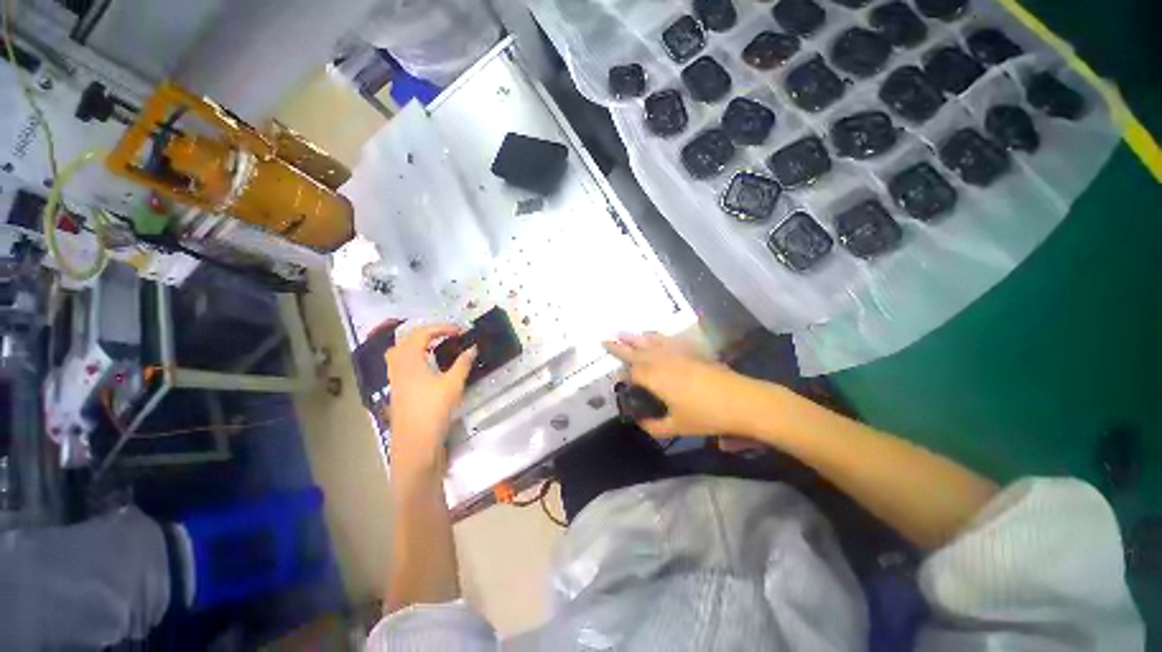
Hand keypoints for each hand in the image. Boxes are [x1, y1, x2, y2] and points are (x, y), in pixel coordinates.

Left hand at [386, 324, 476, 474]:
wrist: (415, 443)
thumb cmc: (434, 410)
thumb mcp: (453, 384)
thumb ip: (463, 363)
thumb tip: (473, 347)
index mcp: (410, 360)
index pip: (422, 333)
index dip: (441, 328)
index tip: (460, 331)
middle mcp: (398, 366)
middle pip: (407, 339)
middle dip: (428, 333)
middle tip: (448, 336)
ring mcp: (395, 378)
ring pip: (401, 352)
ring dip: (418, 344)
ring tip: (437, 347)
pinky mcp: (397, 390)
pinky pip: (402, 364)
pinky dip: (415, 357)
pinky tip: (429, 366)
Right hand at [603, 332, 751, 437]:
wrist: (742, 400)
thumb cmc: (707, 415)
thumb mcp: (677, 426)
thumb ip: (654, 426)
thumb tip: (641, 423)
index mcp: (655, 377)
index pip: (632, 372)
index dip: (622, 377)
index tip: (617, 382)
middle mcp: (662, 361)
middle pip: (636, 351)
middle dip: (620, 347)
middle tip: (605, 340)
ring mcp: (677, 354)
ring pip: (650, 342)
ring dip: (635, 338)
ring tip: (623, 333)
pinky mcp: (690, 352)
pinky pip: (667, 340)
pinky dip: (656, 337)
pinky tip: (653, 336)